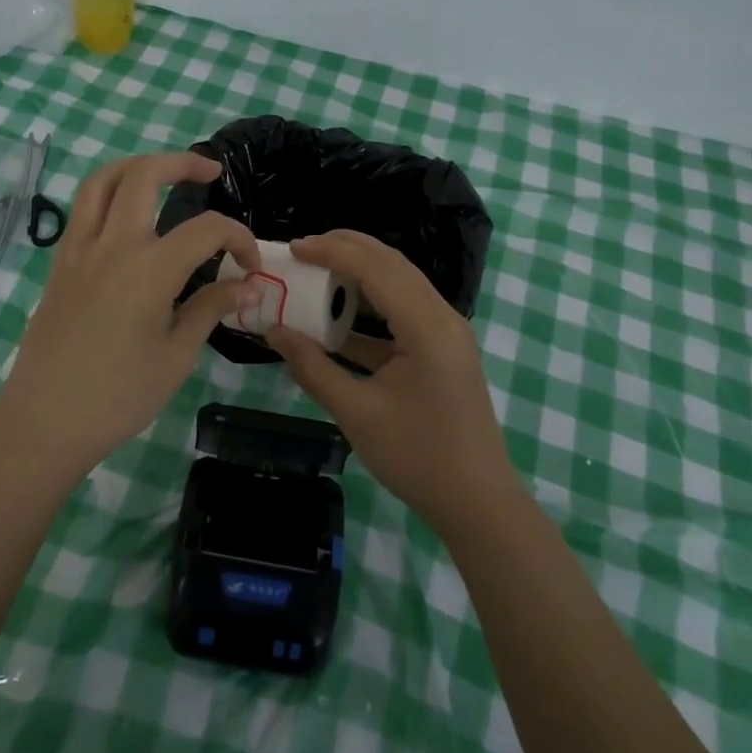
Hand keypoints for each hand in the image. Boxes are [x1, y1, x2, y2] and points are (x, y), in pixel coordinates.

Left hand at [0, 152, 260, 482]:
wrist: (45, 421)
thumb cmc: (119, 396)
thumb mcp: (177, 356)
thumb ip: (211, 308)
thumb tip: (249, 286)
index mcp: (149, 269)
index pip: (206, 229)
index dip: (238, 238)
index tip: (250, 267)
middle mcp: (113, 245)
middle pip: (144, 175)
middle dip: (183, 163)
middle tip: (211, 172)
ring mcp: (79, 249)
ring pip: (103, 180)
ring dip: (137, 166)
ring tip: (163, 173)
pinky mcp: (61, 262)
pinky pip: (82, 208)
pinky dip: (108, 193)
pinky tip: (127, 214)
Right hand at [265, 231, 516, 533]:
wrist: (478, 504)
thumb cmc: (417, 458)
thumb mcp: (356, 413)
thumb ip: (312, 367)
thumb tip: (273, 332)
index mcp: (426, 326)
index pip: (375, 268)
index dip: (332, 252)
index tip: (293, 248)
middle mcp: (442, 317)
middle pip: (392, 264)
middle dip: (347, 249)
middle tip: (303, 249)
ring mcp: (446, 333)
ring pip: (400, 284)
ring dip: (360, 273)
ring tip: (318, 270)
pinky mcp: (442, 350)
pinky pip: (404, 312)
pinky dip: (371, 307)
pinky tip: (339, 318)